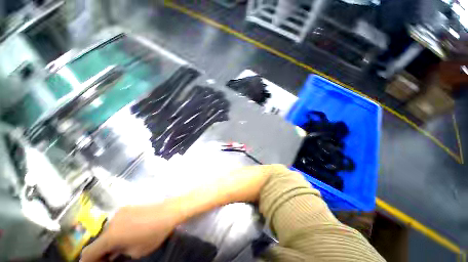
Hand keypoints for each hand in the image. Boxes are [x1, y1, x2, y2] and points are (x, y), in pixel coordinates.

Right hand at [80, 203, 177, 261]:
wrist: (169, 210)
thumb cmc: (154, 233)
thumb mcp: (135, 251)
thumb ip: (119, 254)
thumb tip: (112, 254)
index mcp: (110, 235)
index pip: (88, 252)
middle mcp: (111, 222)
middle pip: (99, 240)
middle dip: (102, 251)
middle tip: (111, 258)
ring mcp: (120, 212)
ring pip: (108, 230)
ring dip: (111, 239)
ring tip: (122, 245)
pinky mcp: (128, 207)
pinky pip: (117, 222)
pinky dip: (118, 230)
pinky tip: (130, 232)